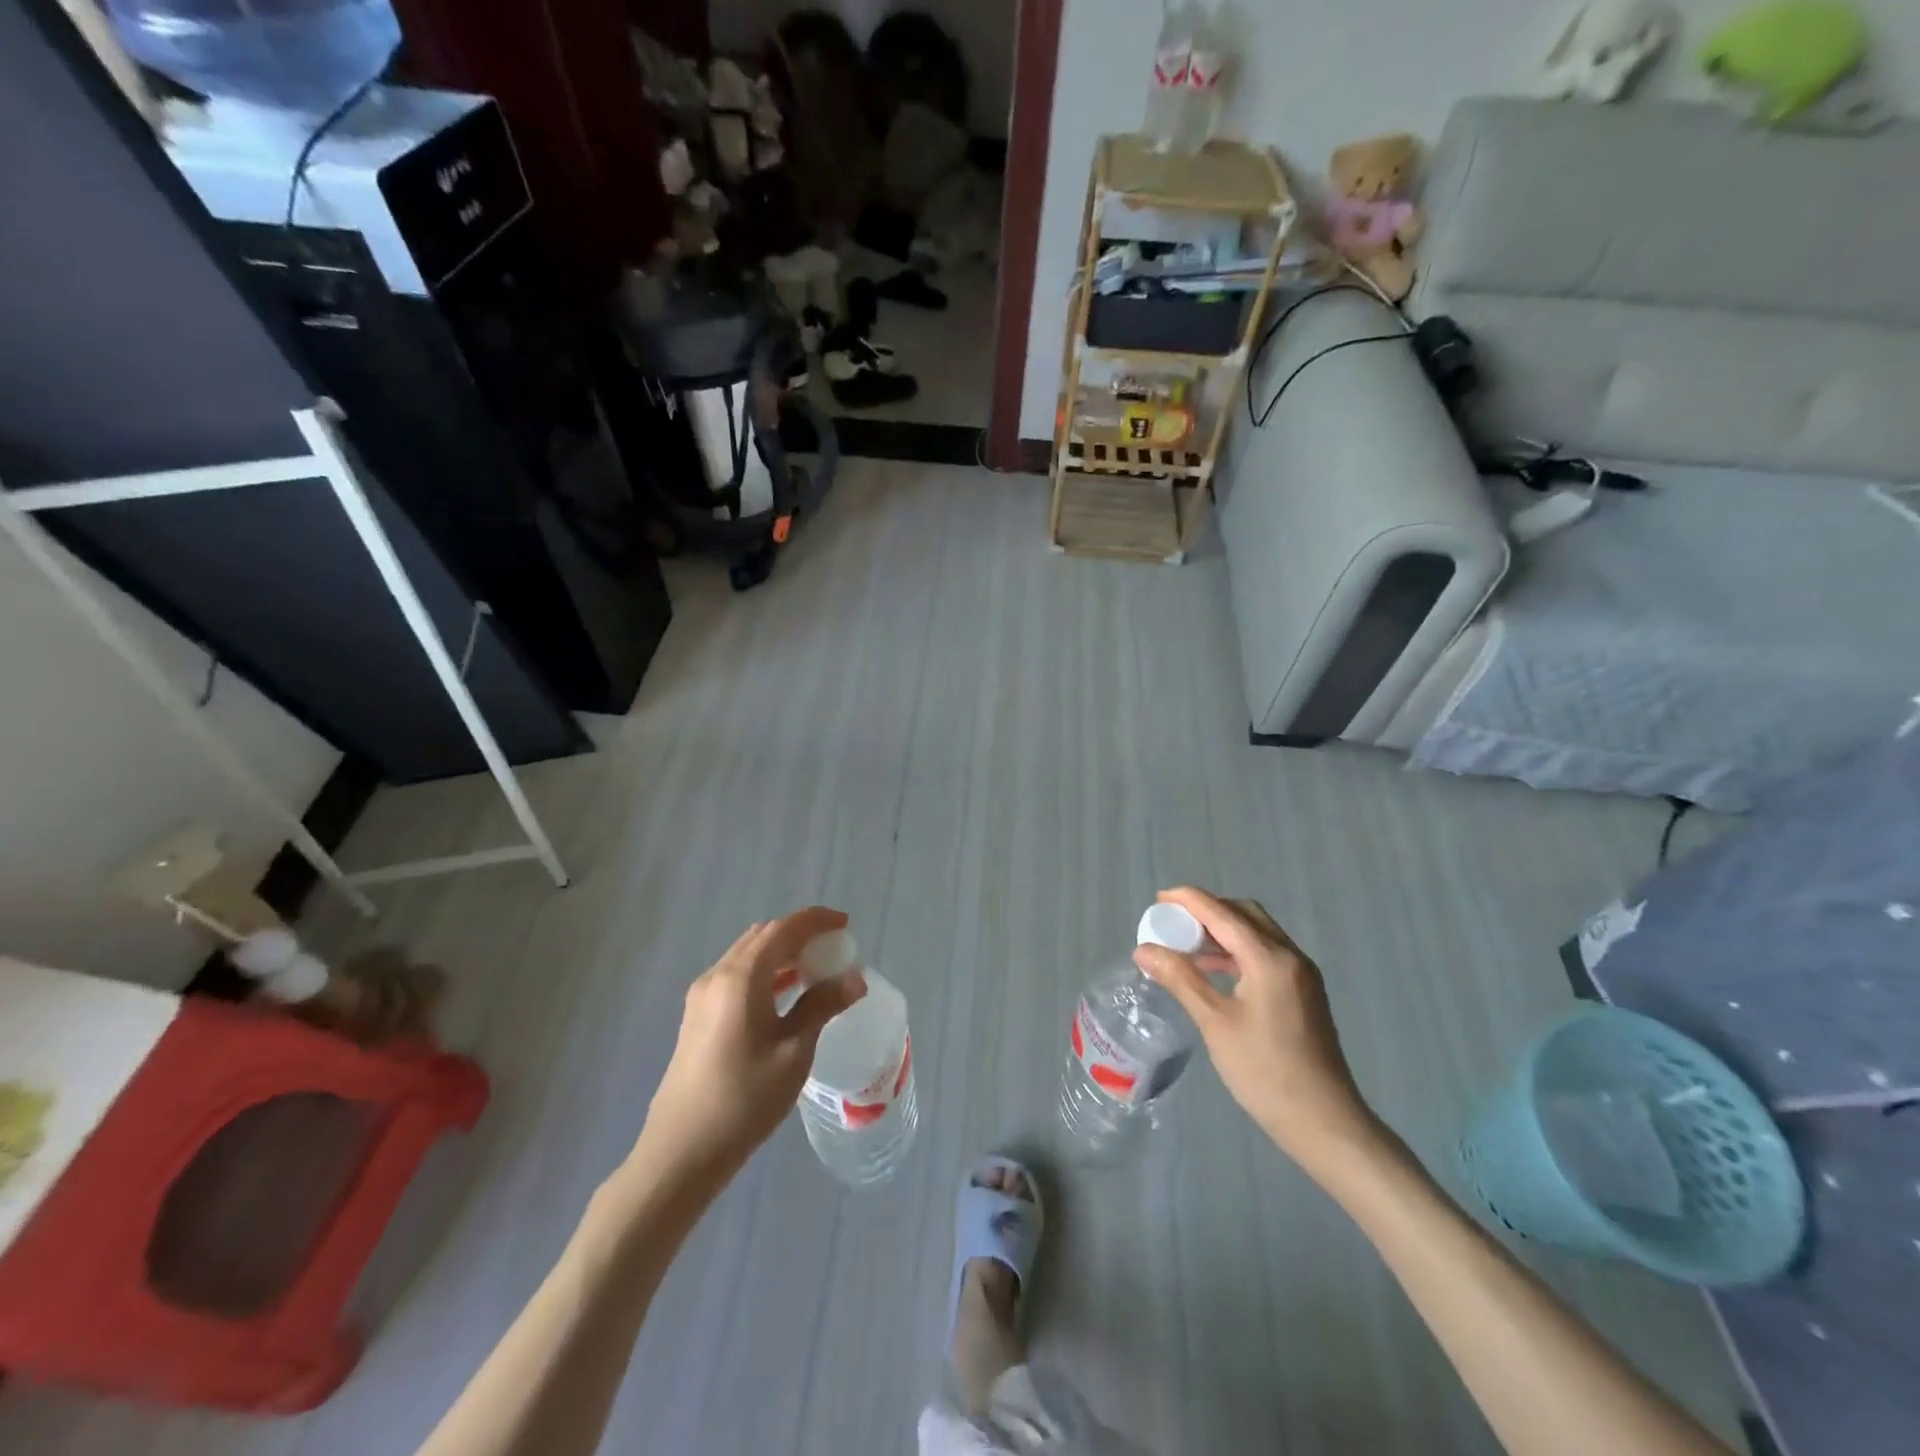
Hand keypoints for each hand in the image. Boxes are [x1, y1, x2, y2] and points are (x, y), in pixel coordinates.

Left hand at [639, 907, 865, 1180]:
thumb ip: (822, 1006)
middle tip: (833, 949)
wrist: (681, 1152)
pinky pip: (737, 976)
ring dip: (782, 954)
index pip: (784, 929)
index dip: (817, 920)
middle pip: (763, 936)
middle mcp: (718, 975)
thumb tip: (854, 978)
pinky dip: (765, 973)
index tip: (846, 925)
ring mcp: (703, 996)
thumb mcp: (793, 1051)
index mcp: (741, 976)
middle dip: (800, 935)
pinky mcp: (698, 1017)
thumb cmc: (744, 1099)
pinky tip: (785, 996)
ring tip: (816, 971)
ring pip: (748, 956)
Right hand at [1133, 887, 1382, 1174]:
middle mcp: (1290, 956)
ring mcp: (1301, 974)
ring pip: (1257, 933)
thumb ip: (1180, 979)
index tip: (1158, 900)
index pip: (1223, 913)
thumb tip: (1144, 950)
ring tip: (1186, 945)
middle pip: (1244, 914)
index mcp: (1269, 959)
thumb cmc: (1265, 1072)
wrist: (1324, 1122)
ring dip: (1222, 930)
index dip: (1189, 900)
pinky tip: (1214, 971)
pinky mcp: (1303, 992)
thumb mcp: (1215, 1023)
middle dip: (1207, 910)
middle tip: (1173, 922)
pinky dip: (1237, 950)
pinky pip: (1265, 953)